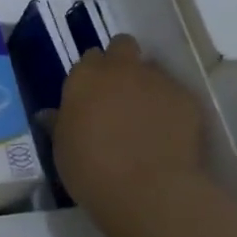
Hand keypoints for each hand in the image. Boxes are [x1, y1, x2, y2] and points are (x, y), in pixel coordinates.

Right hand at [52, 35, 210, 236]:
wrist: (149, 191)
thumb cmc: (91, 170)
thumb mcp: (63, 149)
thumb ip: (59, 124)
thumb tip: (48, 115)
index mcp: (85, 77)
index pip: (89, 58)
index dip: (92, 75)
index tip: (92, 95)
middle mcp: (121, 69)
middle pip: (123, 46)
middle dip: (121, 61)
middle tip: (119, 93)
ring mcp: (157, 81)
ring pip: (152, 71)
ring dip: (147, 85)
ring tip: (146, 119)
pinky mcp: (187, 100)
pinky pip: (176, 96)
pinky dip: (171, 108)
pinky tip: (168, 135)